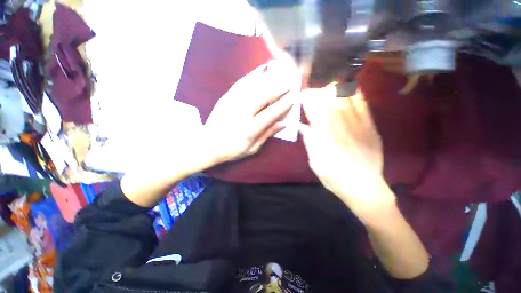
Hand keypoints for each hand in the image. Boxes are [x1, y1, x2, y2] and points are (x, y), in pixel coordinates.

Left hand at [203, 59, 299, 163]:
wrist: (206, 145)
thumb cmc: (231, 150)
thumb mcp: (252, 148)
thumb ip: (267, 134)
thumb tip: (284, 123)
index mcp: (249, 129)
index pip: (271, 113)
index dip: (284, 104)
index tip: (294, 96)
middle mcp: (241, 114)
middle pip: (263, 96)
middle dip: (279, 87)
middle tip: (291, 81)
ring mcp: (231, 103)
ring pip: (253, 87)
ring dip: (268, 79)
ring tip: (280, 72)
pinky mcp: (225, 98)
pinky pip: (240, 84)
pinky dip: (252, 76)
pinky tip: (260, 70)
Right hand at [299, 84, 394, 222]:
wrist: (364, 187)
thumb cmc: (333, 177)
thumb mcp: (314, 161)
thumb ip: (309, 141)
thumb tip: (302, 126)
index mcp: (323, 134)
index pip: (312, 107)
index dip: (306, 98)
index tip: (302, 96)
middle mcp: (339, 124)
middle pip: (328, 97)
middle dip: (319, 92)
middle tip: (314, 95)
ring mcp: (357, 123)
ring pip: (346, 96)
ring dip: (335, 90)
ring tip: (329, 92)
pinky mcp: (370, 126)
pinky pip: (363, 104)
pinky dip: (355, 94)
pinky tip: (350, 92)